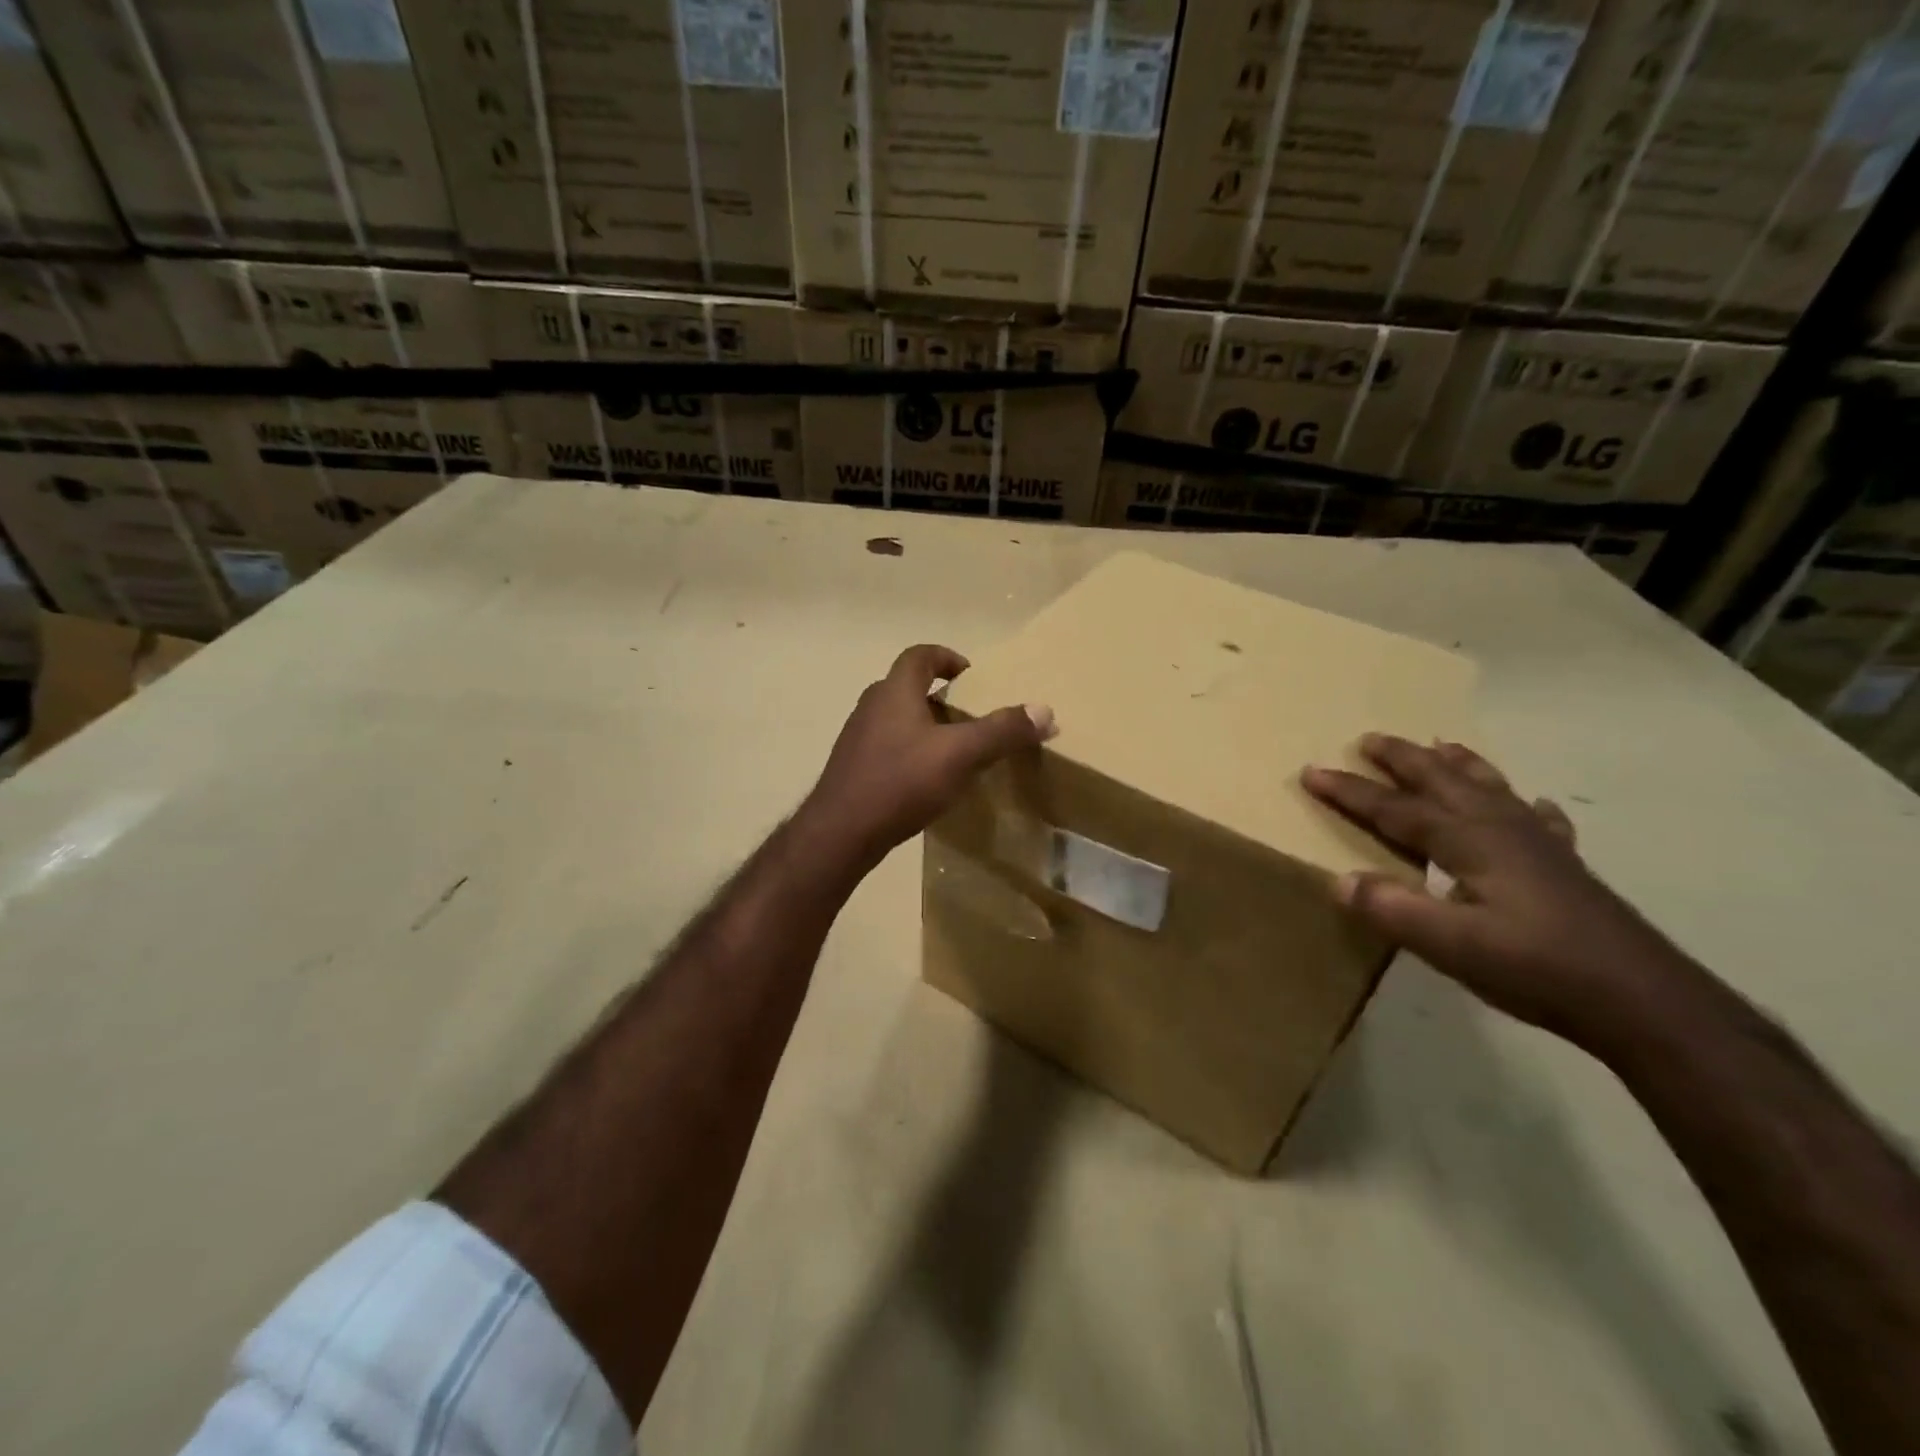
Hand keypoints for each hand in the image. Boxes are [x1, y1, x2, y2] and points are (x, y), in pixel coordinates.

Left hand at [802, 644, 1054, 871]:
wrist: (841, 832)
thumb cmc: (900, 781)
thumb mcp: (960, 755)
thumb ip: (1002, 731)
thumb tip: (1045, 711)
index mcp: (894, 691)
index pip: (920, 655)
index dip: (947, 658)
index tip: (971, 676)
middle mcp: (871, 706)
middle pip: (909, 687)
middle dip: (942, 697)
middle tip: (971, 718)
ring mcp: (858, 738)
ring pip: (898, 719)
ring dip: (926, 727)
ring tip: (955, 751)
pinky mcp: (853, 768)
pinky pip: (888, 747)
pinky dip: (911, 752)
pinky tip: (927, 781)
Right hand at [1303, 735, 1693, 1044]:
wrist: (1643, 1001)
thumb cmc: (1538, 969)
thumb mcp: (1452, 946)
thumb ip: (1392, 909)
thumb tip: (1339, 879)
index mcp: (1468, 841)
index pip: (1395, 808)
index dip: (1350, 790)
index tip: (1311, 771)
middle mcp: (1501, 828)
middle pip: (1442, 780)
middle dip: (1402, 758)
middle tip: (1369, 738)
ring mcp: (1539, 844)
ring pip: (1490, 787)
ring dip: (1458, 765)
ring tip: (1441, 745)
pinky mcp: (1566, 867)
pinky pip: (1540, 820)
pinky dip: (1527, 805)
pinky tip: (1535, 806)